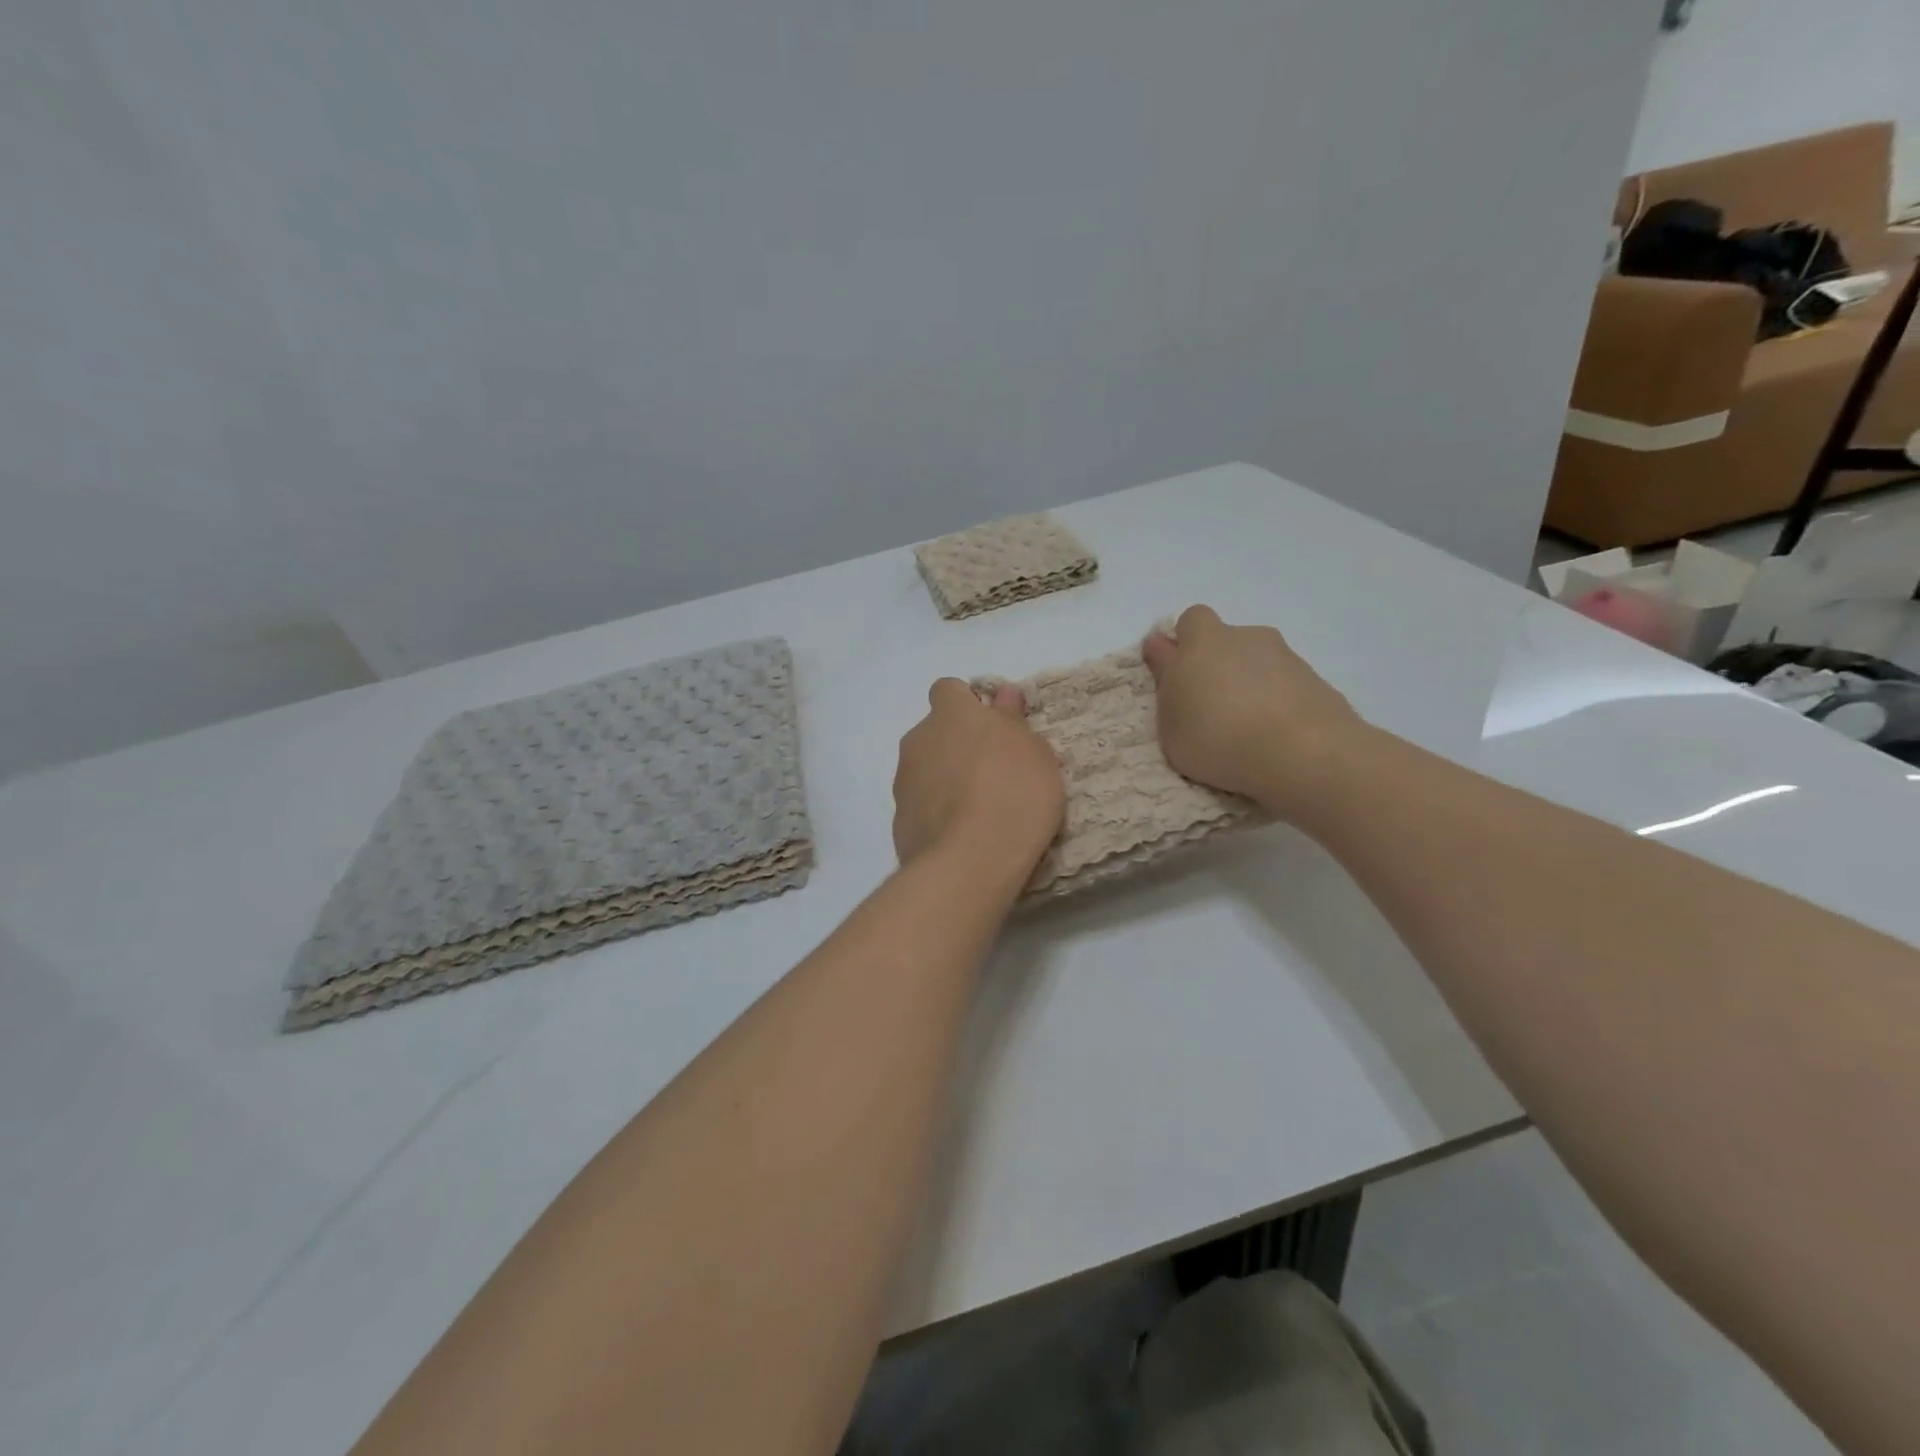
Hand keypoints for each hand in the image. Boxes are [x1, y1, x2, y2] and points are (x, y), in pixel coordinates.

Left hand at [893, 680, 1064, 883]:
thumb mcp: (1034, 753)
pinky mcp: (899, 820)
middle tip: (992, 772)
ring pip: (925, 770)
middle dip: (957, 746)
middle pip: (935, 732)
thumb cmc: (1015, 793)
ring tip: (979, 811)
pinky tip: (963, 836)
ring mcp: (903, 781)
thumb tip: (1003, 696)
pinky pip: (921, 806)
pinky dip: (937, 814)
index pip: (948, 690)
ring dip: (946, 780)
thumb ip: (1012, 720)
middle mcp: (918, 740)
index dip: (968, 704)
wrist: (971, 860)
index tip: (991, 727)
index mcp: (951, 714)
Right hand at [1142, 605, 1359, 819]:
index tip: (1176, 677)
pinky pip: (1283, 682)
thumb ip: (1168, 687)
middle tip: (1209, 704)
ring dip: (1247, 682)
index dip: (1180, 646)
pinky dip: (1275, 700)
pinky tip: (1274, 734)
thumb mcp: (1171, 725)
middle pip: (1224, 639)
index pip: (1187, 622)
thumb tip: (1165, 653)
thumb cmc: (1218, 739)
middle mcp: (1243, 638)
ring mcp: (1283, 655)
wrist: (1302, 753)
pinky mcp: (1314, 678)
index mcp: (1202, 642)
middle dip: (1215, 662)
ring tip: (1246, 728)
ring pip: (1255, 660)